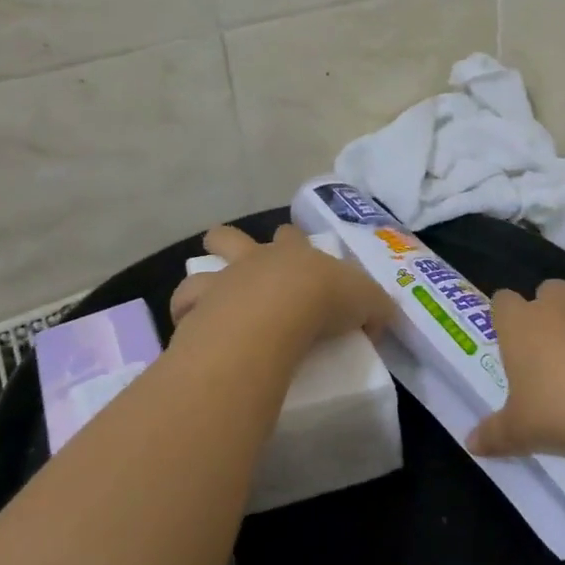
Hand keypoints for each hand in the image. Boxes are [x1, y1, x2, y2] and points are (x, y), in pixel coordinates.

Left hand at [169, 224, 389, 348]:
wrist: (280, 313)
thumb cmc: (325, 300)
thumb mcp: (367, 302)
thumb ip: (375, 309)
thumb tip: (379, 320)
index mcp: (293, 253)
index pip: (292, 236)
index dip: (293, 241)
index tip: (297, 252)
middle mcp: (254, 260)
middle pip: (232, 237)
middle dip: (232, 243)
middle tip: (239, 261)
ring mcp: (223, 281)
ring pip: (200, 269)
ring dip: (202, 279)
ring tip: (207, 298)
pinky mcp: (200, 308)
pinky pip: (185, 308)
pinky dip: (187, 316)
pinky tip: (193, 328)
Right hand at [466, 279, 564, 465]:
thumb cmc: (564, 410)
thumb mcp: (522, 432)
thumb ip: (494, 435)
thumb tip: (471, 444)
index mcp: (521, 323)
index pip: (502, 301)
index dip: (503, 317)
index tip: (508, 341)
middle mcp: (557, 306)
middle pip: (546, 292)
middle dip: (546, 313)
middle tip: (548, 353)